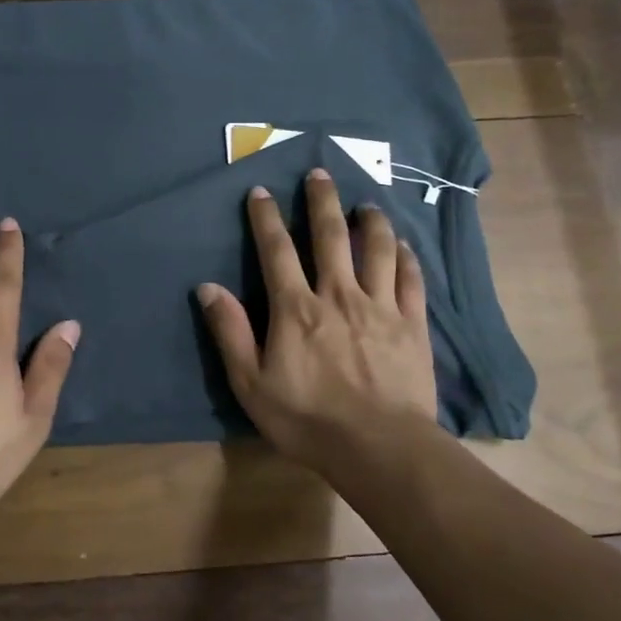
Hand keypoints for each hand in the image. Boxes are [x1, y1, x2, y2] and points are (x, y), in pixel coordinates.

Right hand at [197, 169, 436, 474]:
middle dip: (322, 201)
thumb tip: (207, 287)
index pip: (276, 250)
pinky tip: (403, 246)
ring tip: (366, 203)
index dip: (265, 218)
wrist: (379, 448)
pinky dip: (405, 258)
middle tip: (319, 173)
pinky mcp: (412, 325)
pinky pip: (410, 280)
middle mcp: (338, 295)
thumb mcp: (251, 383)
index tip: (261, 191)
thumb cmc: (307, 419)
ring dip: (370, 221)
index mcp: (296, 308)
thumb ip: (231, 332)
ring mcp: (380, 307)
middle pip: (330, 236)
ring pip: (376, 249)